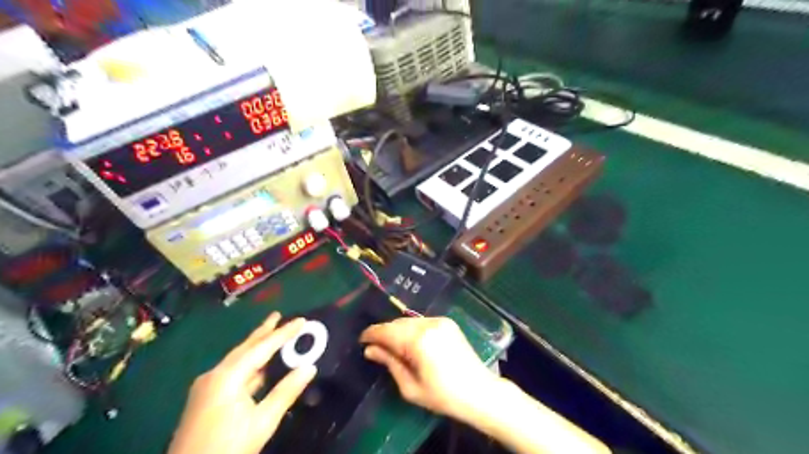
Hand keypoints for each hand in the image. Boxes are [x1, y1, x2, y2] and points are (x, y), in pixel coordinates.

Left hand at [168, 311, 317, 452]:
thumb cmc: (227, 448)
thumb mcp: (262, 422)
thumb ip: (286, 392)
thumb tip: (310, 368)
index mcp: (228, 376)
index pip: (262, 348)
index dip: (283, 333)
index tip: (302, 320)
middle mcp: (214, 375)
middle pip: (245, 347)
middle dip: (263, 331)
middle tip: (279, 315)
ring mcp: (206, 386)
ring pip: (237, 359)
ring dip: (256, 346)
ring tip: (271, 333)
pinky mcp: (205, 398)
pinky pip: (232, 371)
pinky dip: (248, 363)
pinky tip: (258, 365)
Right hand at [358, 316, 493, 417]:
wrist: (479, 391)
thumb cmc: (443, 396)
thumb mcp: (410, 386)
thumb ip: (389, 363)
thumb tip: (370, 350)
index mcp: (418, 340)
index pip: (386, 331)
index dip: (371, 334)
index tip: (361, 341)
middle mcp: (428, 324)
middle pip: (397, 323)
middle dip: (384, 333)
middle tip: (376, 347)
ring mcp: (440, 321)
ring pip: (409, 321)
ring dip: (398, 330)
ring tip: (393, 346)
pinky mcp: (447, 322)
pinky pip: (422, 322)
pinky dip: (411, 329)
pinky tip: (411, 342)